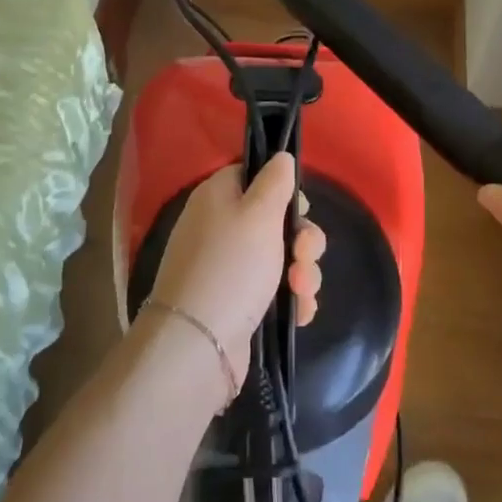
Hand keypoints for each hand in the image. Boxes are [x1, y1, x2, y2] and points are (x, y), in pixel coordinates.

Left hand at [151, 154, 325, 390]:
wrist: (198, 344)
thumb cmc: (232, 267)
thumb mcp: (259, 213)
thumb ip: (275, 181)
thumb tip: (281, 157)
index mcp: (218, 197)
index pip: (254, 175)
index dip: (283, 189)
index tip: (301, 208)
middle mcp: (221, 227)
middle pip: (276, 219)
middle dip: (302, 239)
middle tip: (303, 255)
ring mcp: (229, 267)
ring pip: (282, 257)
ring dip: (303, 272)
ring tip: (302, 291)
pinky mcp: (239, 302)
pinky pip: (276, 290)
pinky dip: (292, 299)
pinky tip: (301, 313)